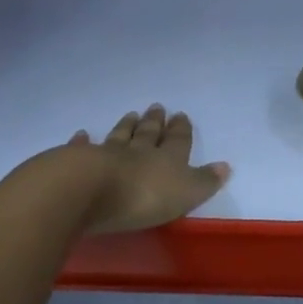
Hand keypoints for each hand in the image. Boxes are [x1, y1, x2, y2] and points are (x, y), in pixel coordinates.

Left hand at [66, 104, 230, 233]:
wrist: (89, 190)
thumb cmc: (143, 196)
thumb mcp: (185, 193)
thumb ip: (203, 181)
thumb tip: (225, 166)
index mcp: (167, 160)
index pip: (178, 142)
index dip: (181, 130)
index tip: (181, 115)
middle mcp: (138, 152)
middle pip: (148, 134)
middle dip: (154, 122)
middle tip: (157, 107)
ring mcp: (106, 155)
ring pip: (119, 137)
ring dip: (126, 126)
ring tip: (131, 114)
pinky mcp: (77, 163)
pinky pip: (82, 149)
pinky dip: (83, 142)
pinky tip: (82, 134)